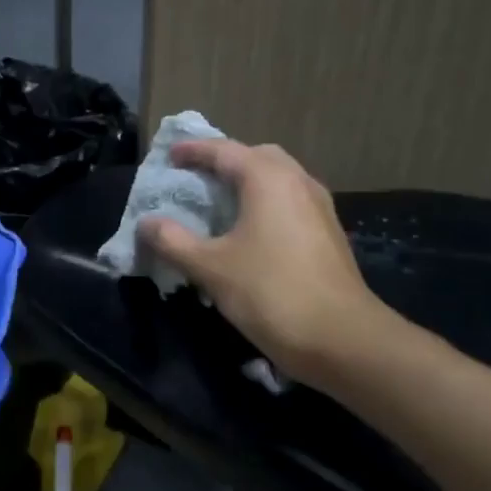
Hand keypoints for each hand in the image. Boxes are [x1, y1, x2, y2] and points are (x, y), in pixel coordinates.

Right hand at [137, 139, 394, 379]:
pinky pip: (289, 201)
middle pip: (257, 156)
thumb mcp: (210, 268)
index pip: (224, 151)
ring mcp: (319, 208)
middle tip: (197, 175)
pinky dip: (265, 202)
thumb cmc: (271, 293)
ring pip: (279, 178)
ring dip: (248, 181)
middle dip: (225, 160)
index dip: (194, 150)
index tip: (169, 155)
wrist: (344, 340)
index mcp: (268, 179)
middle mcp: (297, 182)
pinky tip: (249, 230)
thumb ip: (173, 241)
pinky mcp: (328, 233)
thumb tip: (146, 223)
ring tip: (220, 200)